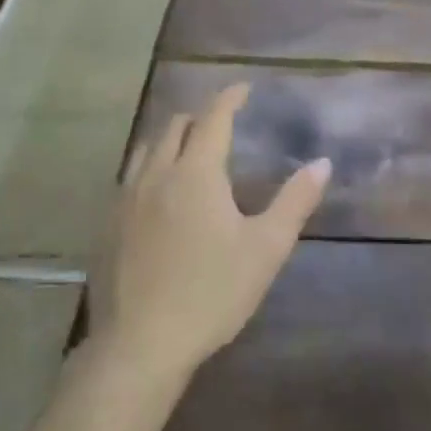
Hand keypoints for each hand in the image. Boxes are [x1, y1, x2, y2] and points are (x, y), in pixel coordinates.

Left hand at [94, 83, 330, 380]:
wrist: (141, 343)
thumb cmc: (212, 292)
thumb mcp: (266, 248)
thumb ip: (295, 201)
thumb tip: (322, 163)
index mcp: (196, 173)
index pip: (213, 118)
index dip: (229, 98)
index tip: (242, 87)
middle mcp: (156, 174)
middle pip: (175, 127)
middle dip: (200, 116)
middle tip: (222, 124)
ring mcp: (125, 198)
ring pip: (147, 149)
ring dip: (171, 139)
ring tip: (189, 151)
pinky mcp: (108, 224)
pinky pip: (129, 177)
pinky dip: (150, 167)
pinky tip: (158, 194)